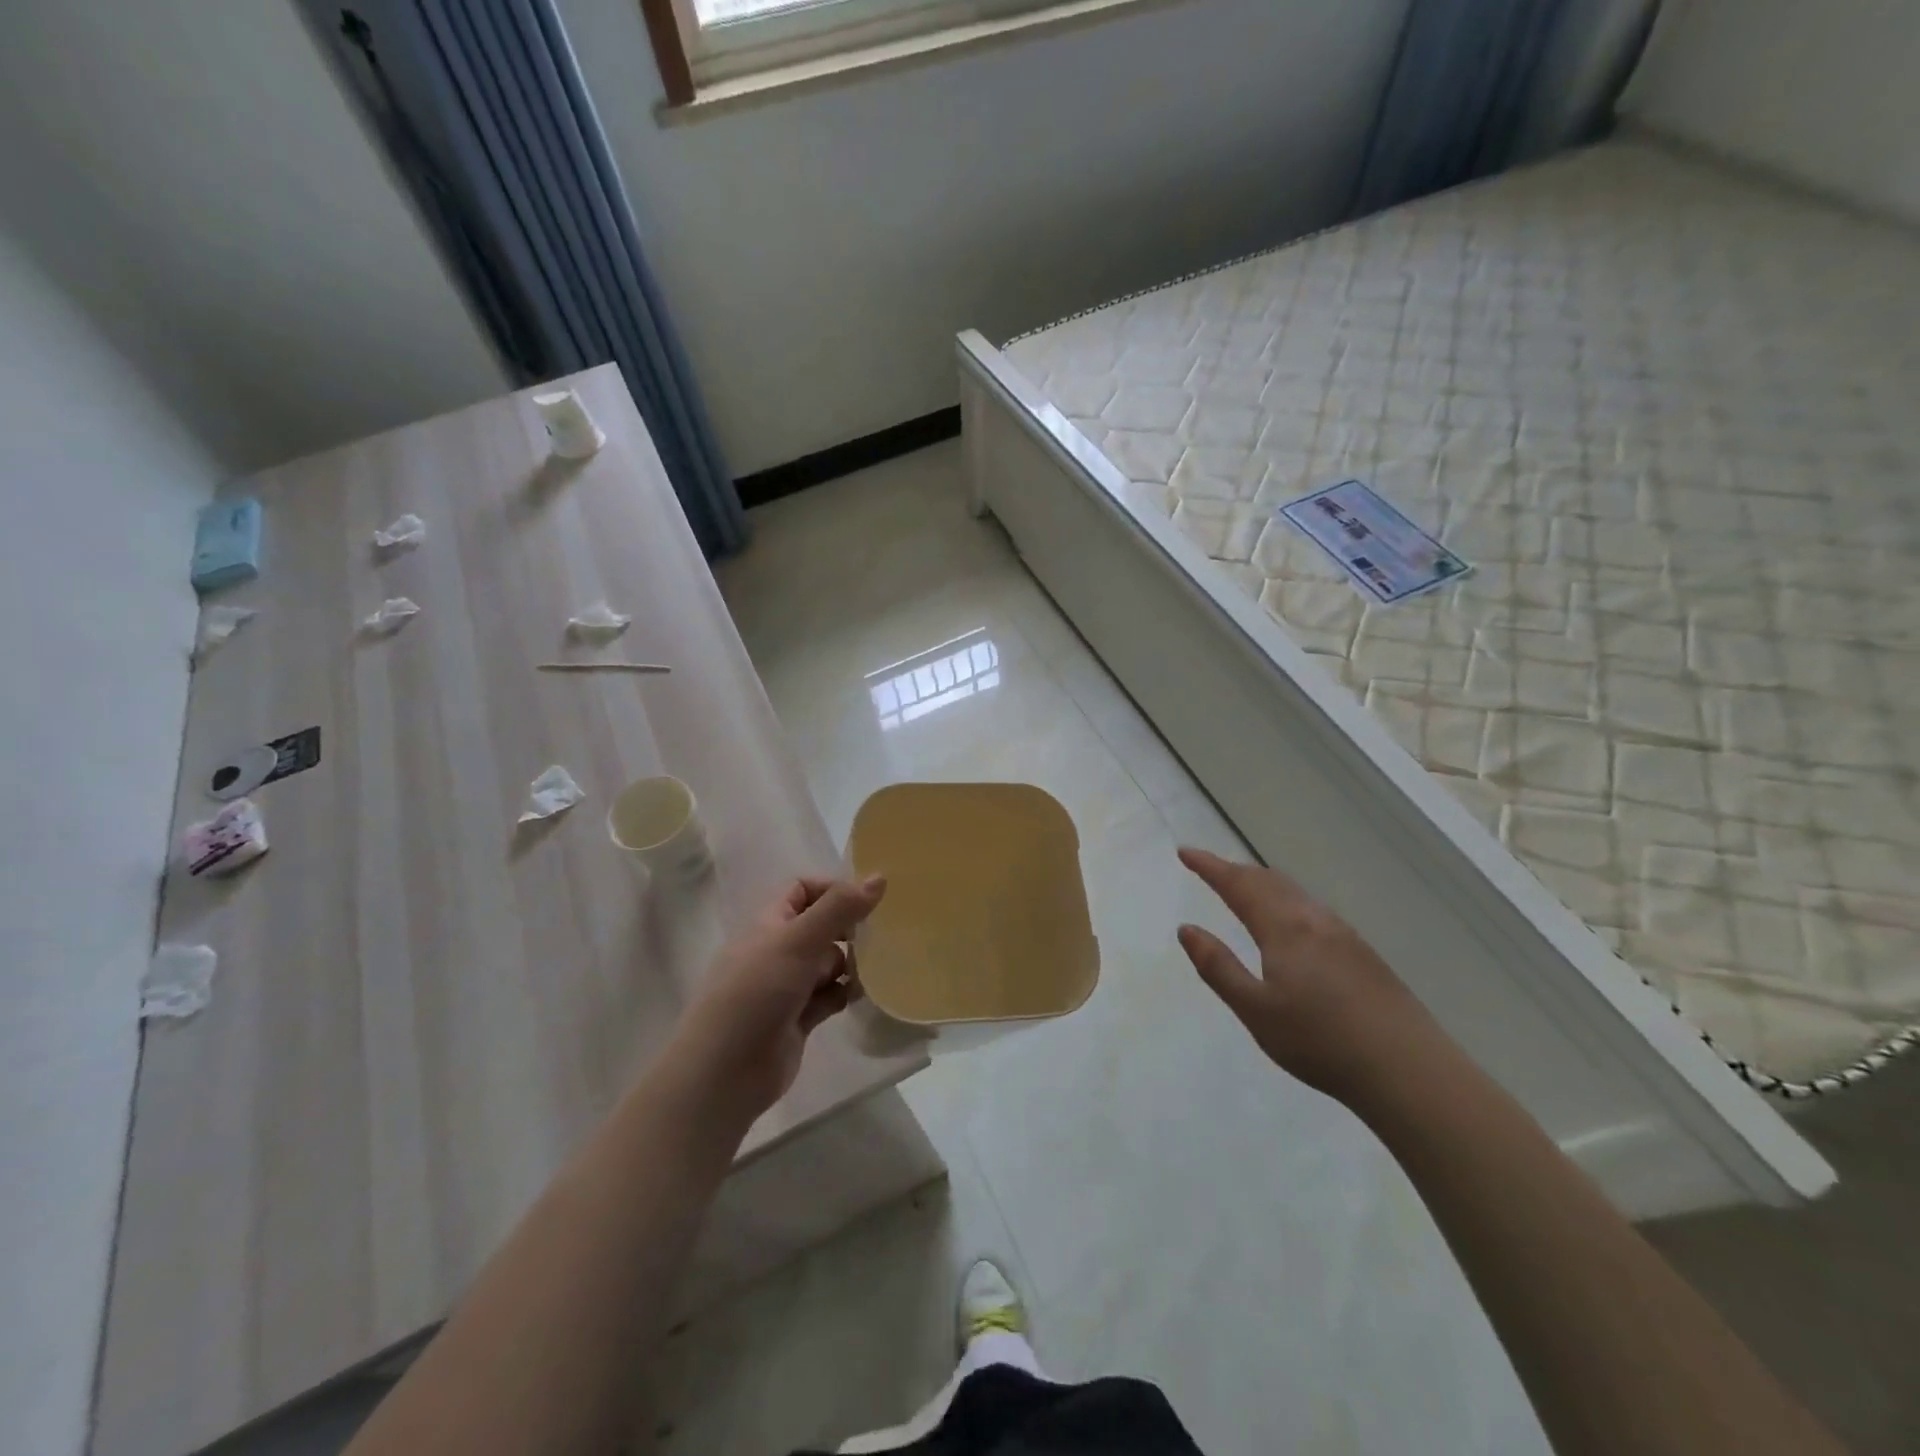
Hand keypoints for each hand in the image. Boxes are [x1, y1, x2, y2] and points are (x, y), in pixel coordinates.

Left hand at [674, 875, 885, 1122]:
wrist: (725, 1073)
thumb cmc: (756, 993)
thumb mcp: (797, 941)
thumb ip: (839, 909)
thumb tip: (879, 877)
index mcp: (770, 923)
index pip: (803, 890)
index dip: (833, 890)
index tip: (865, 903)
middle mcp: (778, 950)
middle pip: (821, 927)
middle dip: (848, 930)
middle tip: (878, 938)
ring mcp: (788, 987)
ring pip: (828, 963)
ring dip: (850, 965)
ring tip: (871, 971)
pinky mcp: (799, 1019)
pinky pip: (830, 996)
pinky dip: (844, 994)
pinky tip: (860, 997)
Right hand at [1176, 847, 1429, 1099]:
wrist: (1409, 1071)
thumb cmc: (1320, 1042)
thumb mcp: (1255, 1010)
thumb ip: (1218, 967)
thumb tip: (1187, 929)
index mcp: (1285, 928)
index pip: (1238, 885)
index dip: (1209, 866)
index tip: (1185, 852)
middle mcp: (1314, 920)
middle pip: (1268, 881)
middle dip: (1234, 870)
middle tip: (1208, 869)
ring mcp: (1344, 935)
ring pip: (1294, 893)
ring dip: (1262, 883)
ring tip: (1242, 889)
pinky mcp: (1363, 953)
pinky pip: (1312, 909)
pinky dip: (1285, 900)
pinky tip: (1289, 923)